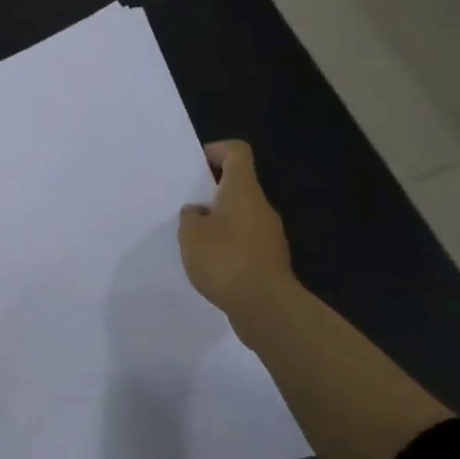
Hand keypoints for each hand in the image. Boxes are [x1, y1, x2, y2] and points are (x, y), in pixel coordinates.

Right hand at [178, 140, 300, 337]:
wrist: (266, 307)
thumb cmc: (225, 259)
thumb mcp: (190, 234)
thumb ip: (190, 217)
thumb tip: (200, 213)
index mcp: (243, 190)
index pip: (237, 152)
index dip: (217, 150)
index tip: (197, 164)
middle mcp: (261, 206)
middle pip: (239, 185)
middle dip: (213, 192)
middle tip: (188, 206)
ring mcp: (270, 235)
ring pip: (242, 216)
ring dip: (220, 222)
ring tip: (195, 240)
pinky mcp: (271, 260)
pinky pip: (247, 242)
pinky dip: (230, 246)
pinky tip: (212, 265)